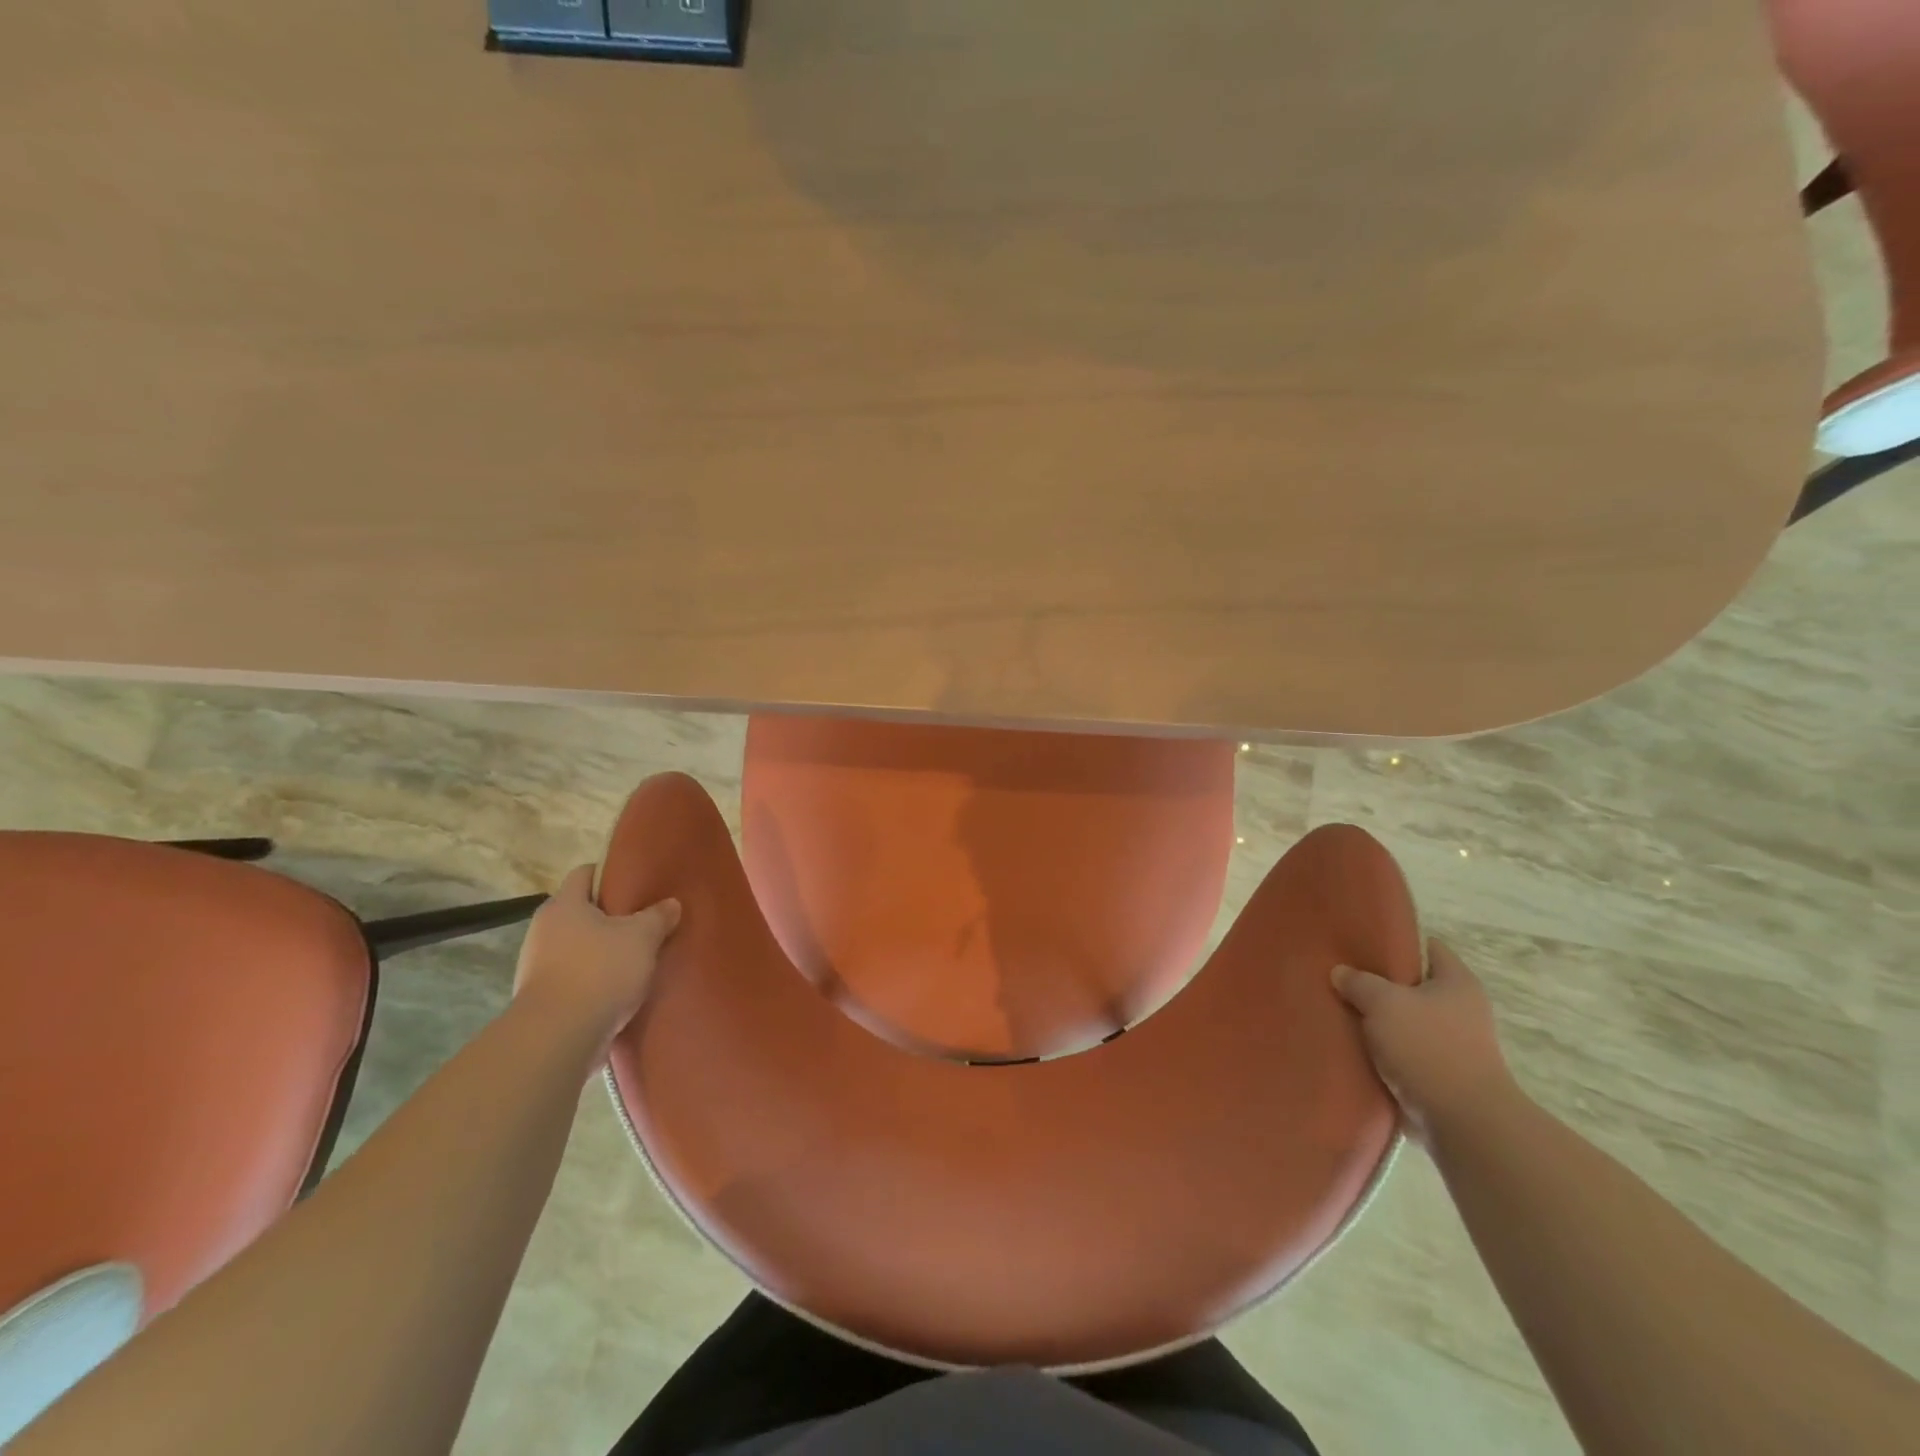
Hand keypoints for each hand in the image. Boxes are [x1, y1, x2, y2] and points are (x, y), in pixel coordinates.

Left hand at [511, 865, 680, 1054]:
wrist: (558, 1038)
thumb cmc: (599, 971)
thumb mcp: (642, 938)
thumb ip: (658, 916)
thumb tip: (671, 903)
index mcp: (564, 905)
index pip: (584, 874)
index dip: (609, 874)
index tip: (635, 882)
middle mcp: (543, 930)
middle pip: (580, 912)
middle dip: (609, 917)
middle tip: (642, 922)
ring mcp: (537, 966)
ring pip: (577, 947)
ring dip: (601, 951)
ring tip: (635, 959)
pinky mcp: (541, 999)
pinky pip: (573, 978)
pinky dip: (593, 980)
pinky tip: (618, 990)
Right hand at [1332, 939, 1518, 1141]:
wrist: (1463, 1122)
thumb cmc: (1428, 1047)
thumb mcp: (1383, 1003)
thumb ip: (1359, 982)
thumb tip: (1340, 973)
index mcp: (1457, 982)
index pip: (1427, 947)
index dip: (1396, 942)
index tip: (1361, 944)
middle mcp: (1462, 1009)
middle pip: (1413, 985)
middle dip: (1380, 984)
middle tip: (1342, 978)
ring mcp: (1455, 1045)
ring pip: (1406, 1021)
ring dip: (1379, 1021)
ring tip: (1341, 1013)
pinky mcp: (1443, 1076)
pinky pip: (1405, 1052)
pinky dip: (1384, 1051)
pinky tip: (1354, 1047)